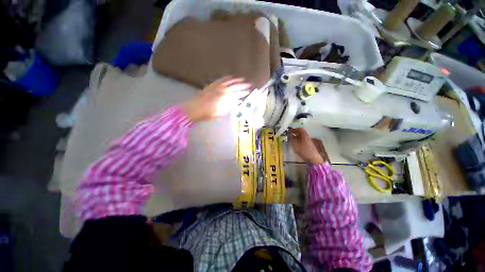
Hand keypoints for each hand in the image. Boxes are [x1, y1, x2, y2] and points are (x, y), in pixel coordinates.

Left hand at [180, 77, 250, 121]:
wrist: (195, 108)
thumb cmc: (208, 113)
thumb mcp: (220, 112)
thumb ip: (228, 106)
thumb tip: (235, 103)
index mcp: (225, 97)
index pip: (237, 94)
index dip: (243, 93)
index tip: (248, 92)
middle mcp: (222, 90)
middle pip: (234, 86)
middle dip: (242, 85)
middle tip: (248, 84)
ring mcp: (216, 86)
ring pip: (228, 81)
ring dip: (236, 80)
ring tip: (241, 79)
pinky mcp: (212, 85)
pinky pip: (221, 79)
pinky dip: (226, 78)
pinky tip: (229, 77)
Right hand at [289, 128, 323, 163]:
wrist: (313, 158)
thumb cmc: (303, 150)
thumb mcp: (295, 144)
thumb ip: (292, 139)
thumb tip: (290, 134)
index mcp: (304, 135)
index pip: (299, 129)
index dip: (294, 129)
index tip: (289, 130)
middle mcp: (307, 136)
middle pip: (301, 132)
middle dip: (295, 132)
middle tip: (290, 133)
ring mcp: (308, 140)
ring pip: (302, 135)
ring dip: (297, 135)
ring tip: (292, 137)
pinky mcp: (309, 144)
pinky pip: (303, 138)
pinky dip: (299, 138)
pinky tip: (296, 142)